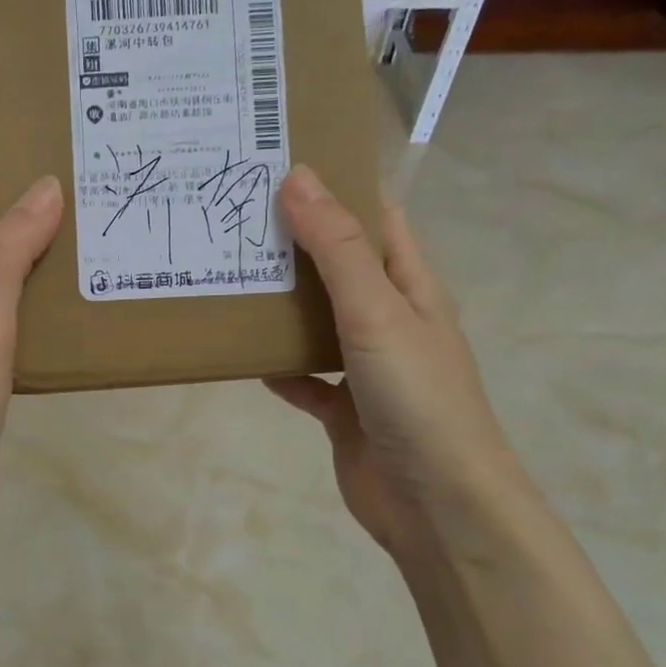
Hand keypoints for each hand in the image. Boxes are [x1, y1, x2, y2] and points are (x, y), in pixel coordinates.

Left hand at [0, 128, 61, 544]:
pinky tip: (80, 295)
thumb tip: (45, 186)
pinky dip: (47, 292)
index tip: (12, 119)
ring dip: (39, 242)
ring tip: (88, 219)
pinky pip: (24, 312)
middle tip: (72, 165)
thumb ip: (9, 254)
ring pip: (9, 272)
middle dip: (19, 193)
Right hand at [265, 166, 523, 569]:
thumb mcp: (376, 311)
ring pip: (318, 321)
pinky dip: (278, 368)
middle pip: (339, 266)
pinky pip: (305, 378)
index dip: (338, 186)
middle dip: (296, 242)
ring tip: (229, 276)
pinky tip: (244, 359)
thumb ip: (335, 247)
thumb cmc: (417, 396)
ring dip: (282, 305)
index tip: (281, 162)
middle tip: (236, 216)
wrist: (437, 504)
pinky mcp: (345, 409)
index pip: (376, 218)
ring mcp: (368, 366)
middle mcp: (390, 319)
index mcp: (411, 285)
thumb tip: (298, 176)